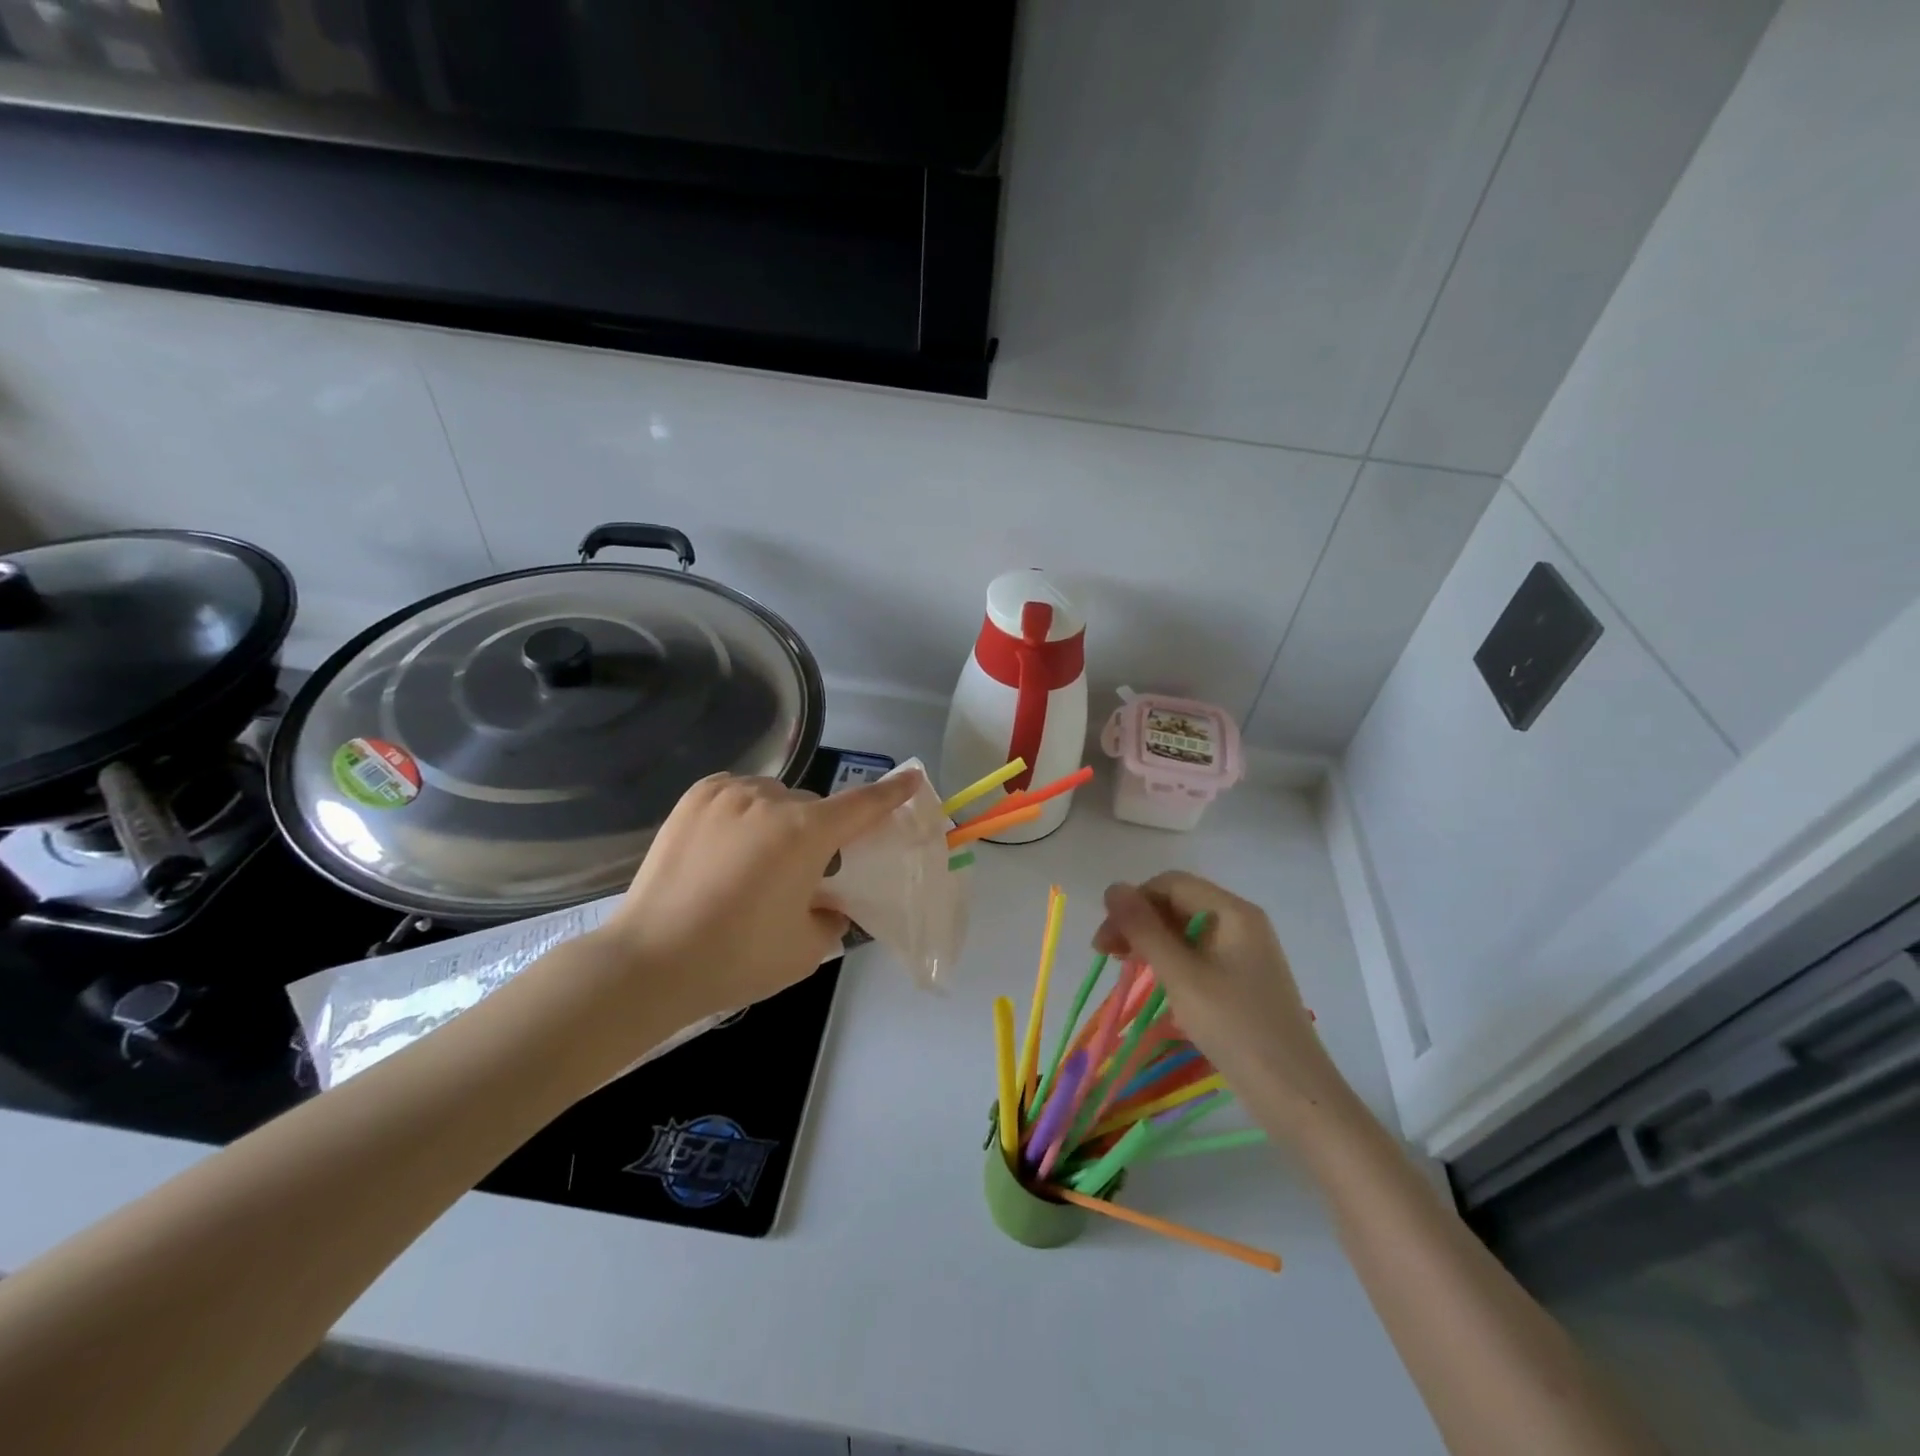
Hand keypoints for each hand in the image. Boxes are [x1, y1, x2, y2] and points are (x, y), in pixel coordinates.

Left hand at [593, 770, 921, 1022]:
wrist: (650, 961)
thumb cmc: (737, 958)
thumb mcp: (806, 949)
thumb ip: (833, 918)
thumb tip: (829, 905)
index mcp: (806, 834)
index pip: (862, 806)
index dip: (891, 793)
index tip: (913, 777)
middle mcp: (770, 800)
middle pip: (812, 808)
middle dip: (817, 834)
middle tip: (799, 876)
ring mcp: (728, 794)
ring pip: (774, 797)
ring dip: (779, 820)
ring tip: (754, 862)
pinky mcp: (694, 798)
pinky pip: (739, 793)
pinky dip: (746, 811)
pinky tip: (729, 845)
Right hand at [1092, 871, 1352, 1140]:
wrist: (1296, 1096)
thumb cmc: (1236, 1028)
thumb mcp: (1181, 976)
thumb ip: (1144, 929)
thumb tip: (1112, 887)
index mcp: (1233, 912)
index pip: (1171, 884)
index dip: (1133, 902)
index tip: (1105, 940)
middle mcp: (1241, 923)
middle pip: (1178, 903)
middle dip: (1139, 922)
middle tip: (1107, 955)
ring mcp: (1244, 952)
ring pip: (1185, 930)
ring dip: (1151, 942)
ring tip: (1126, 968)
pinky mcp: (1242, 979)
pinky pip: (1198, 954)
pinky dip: (1170, 961)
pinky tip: (1155, 983)